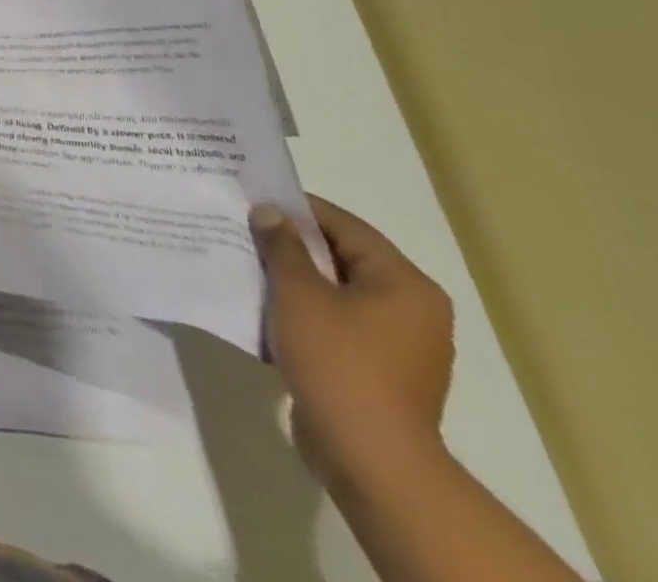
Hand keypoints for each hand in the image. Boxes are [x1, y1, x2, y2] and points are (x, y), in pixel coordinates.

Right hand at [252, 196, 455, 491]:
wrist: (369, 457)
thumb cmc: (338, 360)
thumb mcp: (298, 292)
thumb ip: (282, 246)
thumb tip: (270, 213)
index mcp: (404, 283)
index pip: (344, 225)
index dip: (296, 209)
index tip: (252, 201)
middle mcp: (413, 309)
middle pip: (343, 258)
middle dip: (292, 245)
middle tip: (244, 231)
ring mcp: (401, 345)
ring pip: (338, 293)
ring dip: (296, 280)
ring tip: (249, 268)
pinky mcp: (382, 372)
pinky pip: (340, 324)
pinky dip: (306, 312)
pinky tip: (268, 311)